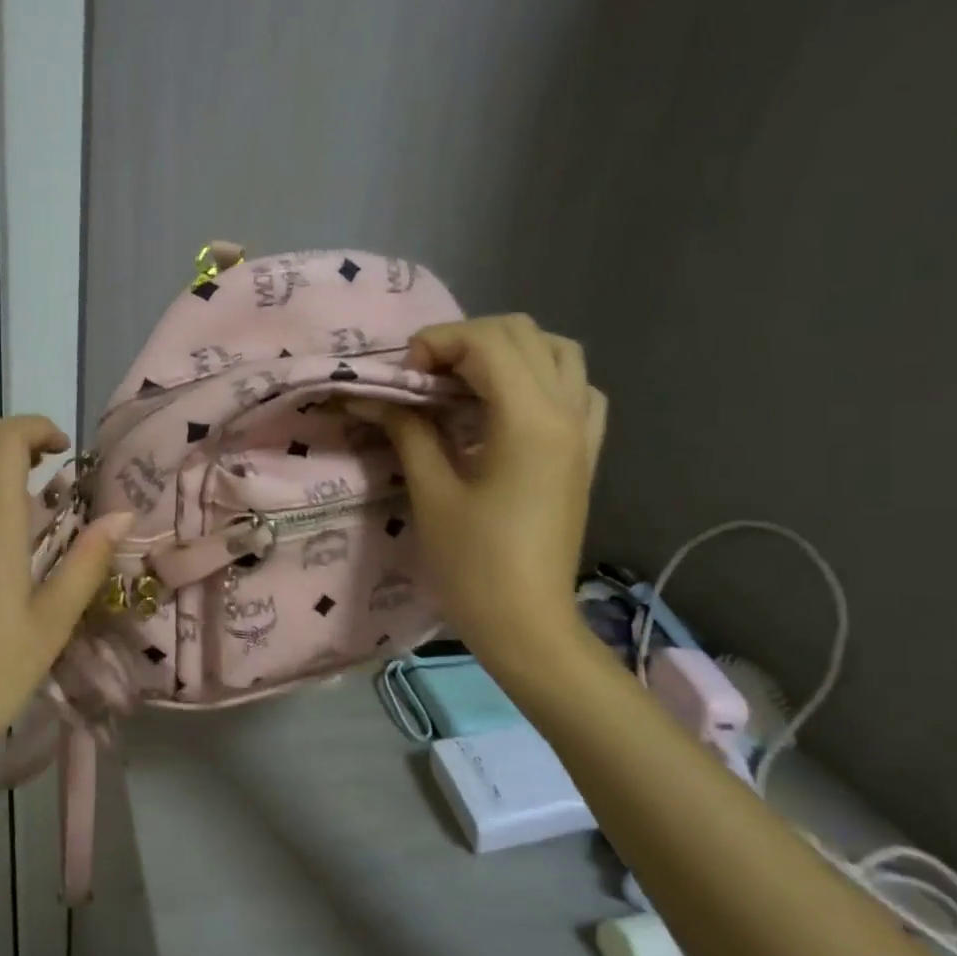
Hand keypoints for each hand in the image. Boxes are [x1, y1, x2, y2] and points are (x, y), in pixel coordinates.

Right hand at [360, 315, 607, 677]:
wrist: (526, 622)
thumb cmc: (473, 563)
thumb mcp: (431, 491)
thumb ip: (407, 430)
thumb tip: (372, 396)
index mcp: (529, 420)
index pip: (487, 341)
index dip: (436, 344)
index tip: (403, 379)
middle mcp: (566, 411)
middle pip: (522, 333)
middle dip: (464, 342)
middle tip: (425, 378)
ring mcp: (582, 430)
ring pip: (556, 351)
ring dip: (505, 352)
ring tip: (463, 384)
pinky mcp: (584, 451)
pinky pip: (575, 388)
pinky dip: (539, 378)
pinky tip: (506, 407)